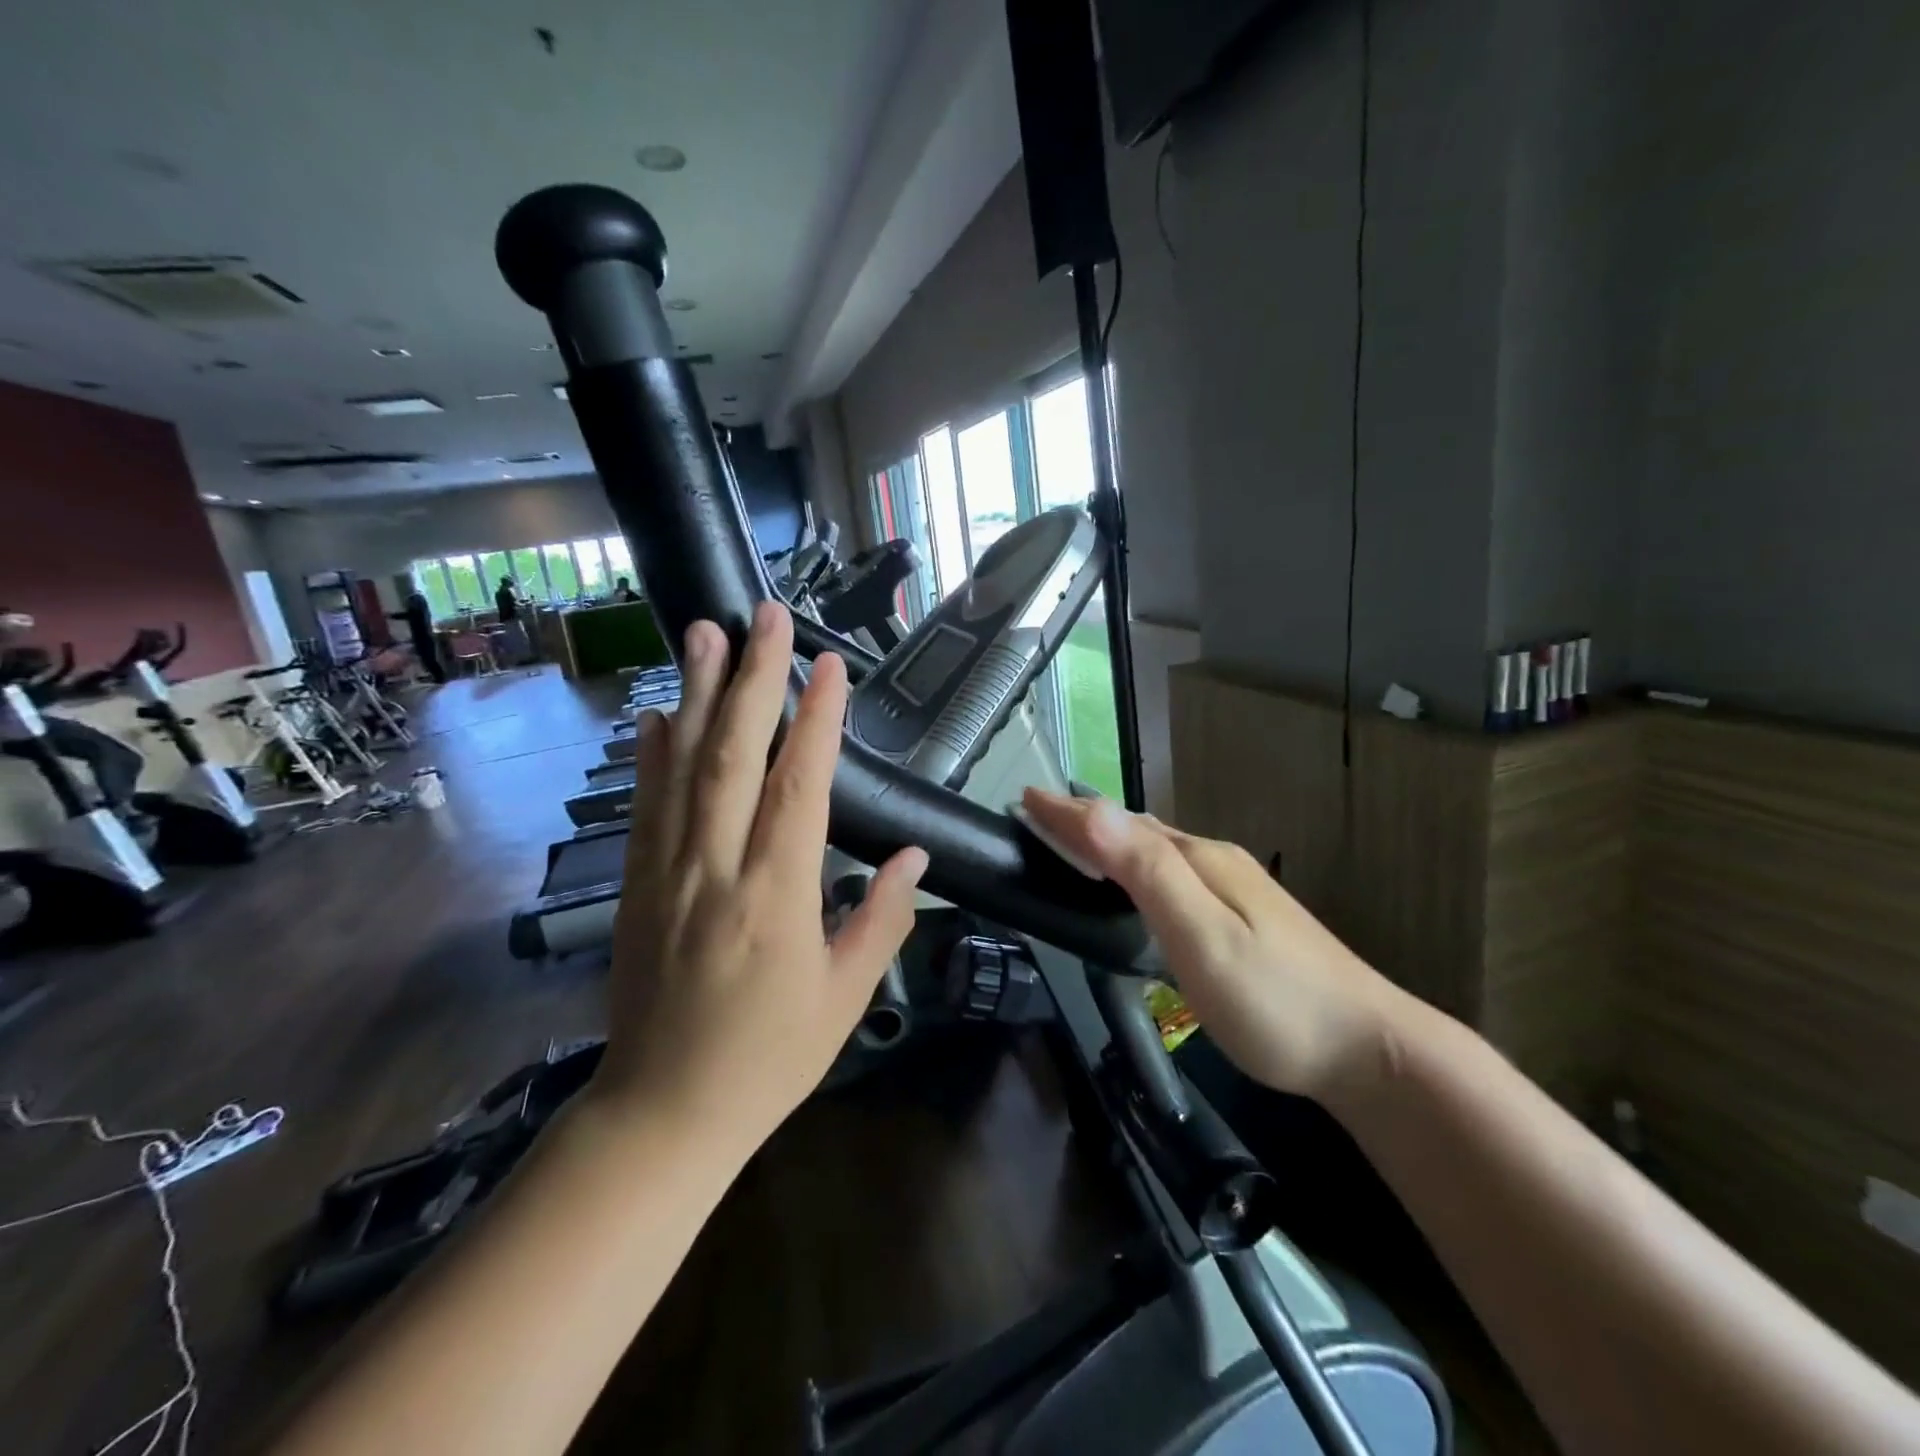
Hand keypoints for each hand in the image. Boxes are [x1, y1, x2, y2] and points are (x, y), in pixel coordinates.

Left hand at [595, 602, 927, 1143]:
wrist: (662, 1112)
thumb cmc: (768, 1059)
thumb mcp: (846, 998)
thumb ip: (881, 919)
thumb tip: (914, 858)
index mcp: (777, 898)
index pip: (800, 788)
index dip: (817, 720)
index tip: (831, 665)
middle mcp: (716, 871)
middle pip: (733, 758)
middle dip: (753, 679)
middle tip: (763, 616)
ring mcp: (666, 873)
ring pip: (682, 768)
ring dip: (697, 695)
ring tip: (705, 633)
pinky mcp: (634, 886)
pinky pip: (645, 807)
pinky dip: (653, 753)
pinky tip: (661, 712)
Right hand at [1020, 790, 1407, 1101]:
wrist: (1371, 1051)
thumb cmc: (1275, 1001)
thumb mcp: (1202, 937)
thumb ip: (1148, 873)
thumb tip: (1095, 809)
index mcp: (1200, 862)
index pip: (1119, 825)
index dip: (1069, 813)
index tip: (1025, 799)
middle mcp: (1216, 862)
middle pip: (1138, 831)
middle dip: (1085, 820)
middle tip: (1039, 818)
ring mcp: (1236, 889)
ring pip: (1158, 851)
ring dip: (1111, 840)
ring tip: (1074, 840)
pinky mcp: (1245, 916)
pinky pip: (1174, 873)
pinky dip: (1137, 866)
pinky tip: (1137, 884)